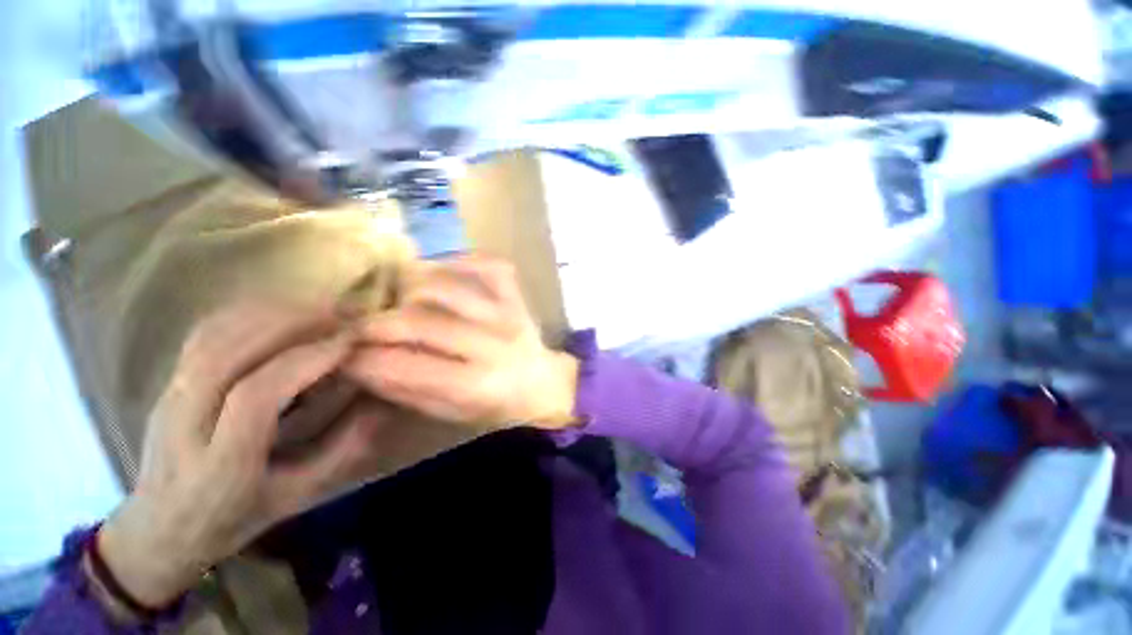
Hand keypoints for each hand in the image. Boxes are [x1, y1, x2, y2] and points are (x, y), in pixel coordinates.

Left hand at [97, 301, 395, 610]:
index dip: (306, 360)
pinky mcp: (167, 380)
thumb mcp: (299, 496)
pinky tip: (282, 312)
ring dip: (271, 312)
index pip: (256, 396)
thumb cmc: (235, 517)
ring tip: (320, 308)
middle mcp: (183, 424)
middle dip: (292, 323)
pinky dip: (247, 312)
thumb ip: (342, 449)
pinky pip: (205, 332)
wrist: (160, 527)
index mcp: (220, 466)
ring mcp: (168, 396)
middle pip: (227, 352)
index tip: (350, 342)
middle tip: (343, 314)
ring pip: (213, 335)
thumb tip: (380, 403)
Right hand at [344, 255, 578, 430]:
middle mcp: (494, 343)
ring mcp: (508, 313)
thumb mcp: (452, 411)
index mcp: (479, 383)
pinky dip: (460, 260)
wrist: (543, 383)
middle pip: (425, 322)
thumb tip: (360, 365)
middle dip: (379, 323)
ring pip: (450, 287)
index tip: (343, 354)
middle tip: (358, 326)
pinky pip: (489, 265)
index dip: (367, 359)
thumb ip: (408, 389)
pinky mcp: (517, 295)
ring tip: (395, 297)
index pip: (410, 366)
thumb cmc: (497, 405)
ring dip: (411, 288)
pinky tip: (440, 270)